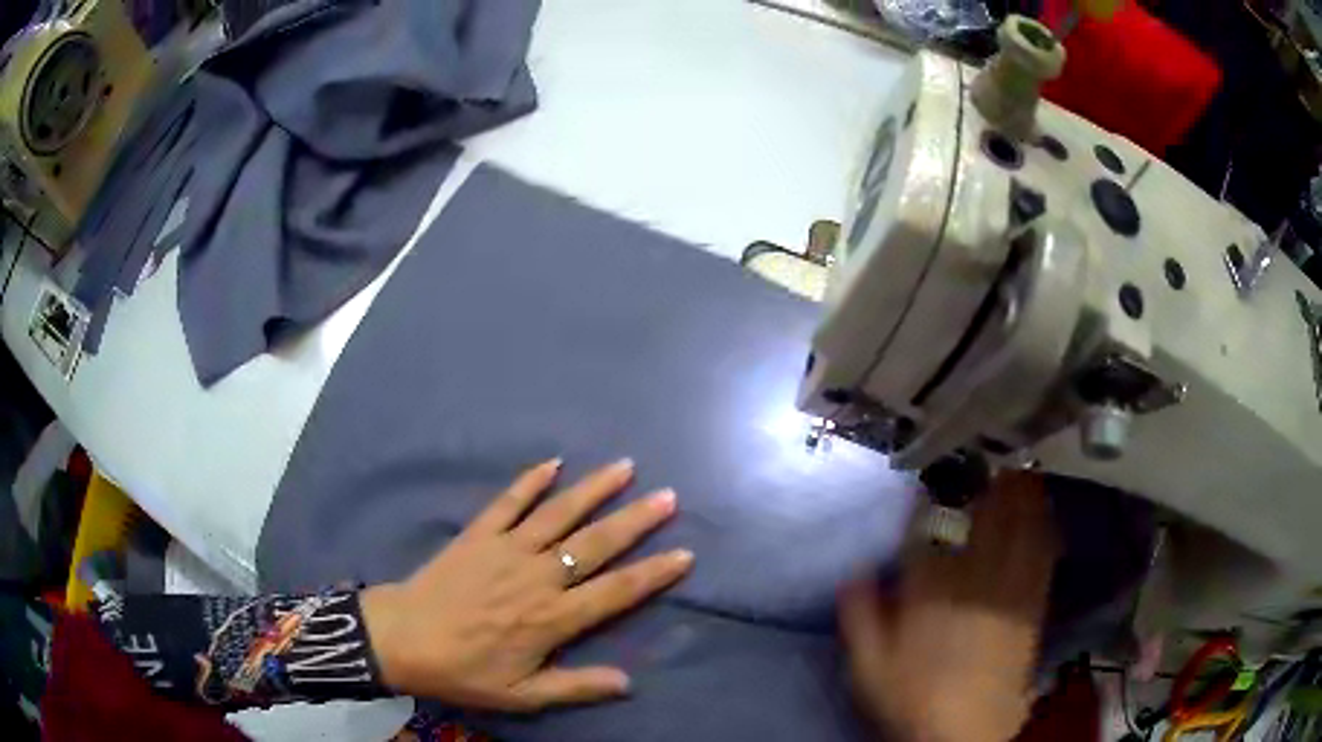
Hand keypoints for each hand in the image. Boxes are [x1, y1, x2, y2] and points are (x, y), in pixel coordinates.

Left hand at [361, 459, 692, 711]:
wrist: (403, 639)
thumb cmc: (464, 671)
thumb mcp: (522, 695)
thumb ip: (576, 686)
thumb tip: (628, 683)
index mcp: (553, 616)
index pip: (617, 591)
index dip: (654, 573)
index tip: (684, 553)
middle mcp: (539, 575)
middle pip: (596, 543)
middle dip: (636, 520)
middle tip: (669, 496)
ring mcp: (507, 548)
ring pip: (560, 513)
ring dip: (594, 489)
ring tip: (625, 467)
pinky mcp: (479, 534)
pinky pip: (509, 501)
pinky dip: (531, 480)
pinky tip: (553, 463)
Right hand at [840, 471, 1056, 741]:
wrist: (966, 730)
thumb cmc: (912, 696)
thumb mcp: (869, 663)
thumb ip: (860, 614)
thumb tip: (854, 572)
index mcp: (934, 587)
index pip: (935, 523)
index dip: (937, 490)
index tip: (935, 469)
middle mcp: (978, 575)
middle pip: (992, 510)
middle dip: (993, 475)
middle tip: (990, 450)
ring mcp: (1013, 586)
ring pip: (1025, 523)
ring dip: (1025, 491)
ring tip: (1020, 467)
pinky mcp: (1034, 603)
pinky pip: (1045, 552)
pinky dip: (1045, 526)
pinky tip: (1044, 514)